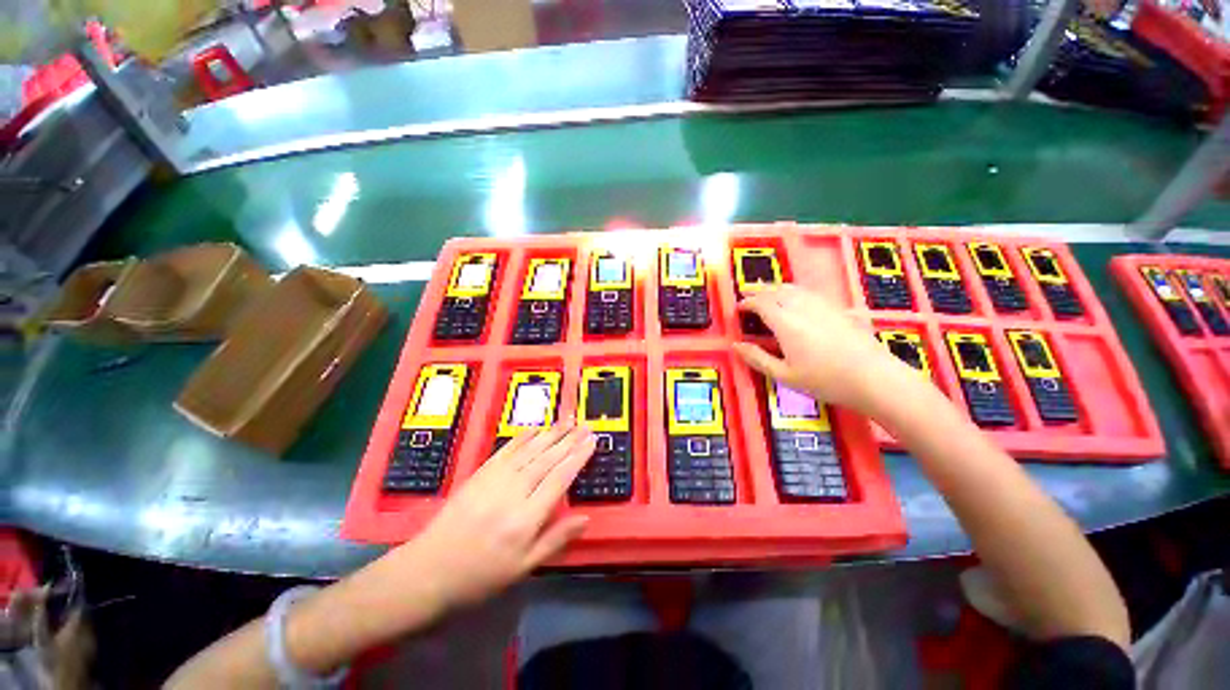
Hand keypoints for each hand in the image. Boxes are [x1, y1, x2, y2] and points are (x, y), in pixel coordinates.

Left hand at [402, 421, 595, 608]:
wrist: (429, 569)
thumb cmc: (481, 575)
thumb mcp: (523, 568)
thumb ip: (555, 540)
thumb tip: (585, 518)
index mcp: (526, 518)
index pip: (560, 478)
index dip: (578, 457)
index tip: (592, 441)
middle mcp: (513, 492)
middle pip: (548, 459)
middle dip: (569, 440)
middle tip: (585, 425)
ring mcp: (495, 479)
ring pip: (530, 450)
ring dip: (551, 433)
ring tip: (568, 420)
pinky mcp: (481, 473)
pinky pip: (507, 449)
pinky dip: (523, 437)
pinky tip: (536, 428)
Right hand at [733, 285, 908, 412]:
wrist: (875, 378)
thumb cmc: (825, 380)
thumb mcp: (784, 375)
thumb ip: (757, 358)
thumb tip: (735, 346)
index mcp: (785, 322)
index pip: (761, 303)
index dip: (747, 302)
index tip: (738, 307)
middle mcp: (802, 307)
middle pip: (776, 291)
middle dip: (760, 292)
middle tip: (749, 297)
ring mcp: (823, 305)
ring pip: (794, 288)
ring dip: (777, 288)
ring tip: (769, 294)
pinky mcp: (839, 308)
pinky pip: (810, 292)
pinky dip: (796, 291)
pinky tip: (798, 298)